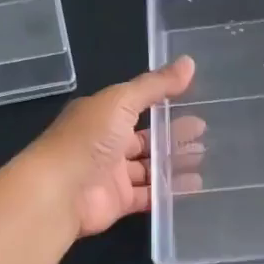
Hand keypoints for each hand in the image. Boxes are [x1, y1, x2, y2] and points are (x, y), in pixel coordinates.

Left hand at [29, 58, 195, 236]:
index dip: (164, 102)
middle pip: (146, 137)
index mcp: (102, 114)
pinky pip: (149, 194)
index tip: (196, 100)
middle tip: (205, 131)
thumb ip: (155, 86)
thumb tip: (189, 62)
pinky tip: (195, 186)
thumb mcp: (121, 101)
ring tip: (205, 157)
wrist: (58, 192)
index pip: (137, 104)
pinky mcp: (119, 201)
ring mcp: (112, 173)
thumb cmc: (87, 139)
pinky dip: (170, 190)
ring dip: (175, 162)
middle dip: (174, 134)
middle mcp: (106, 142)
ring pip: (149, 166)